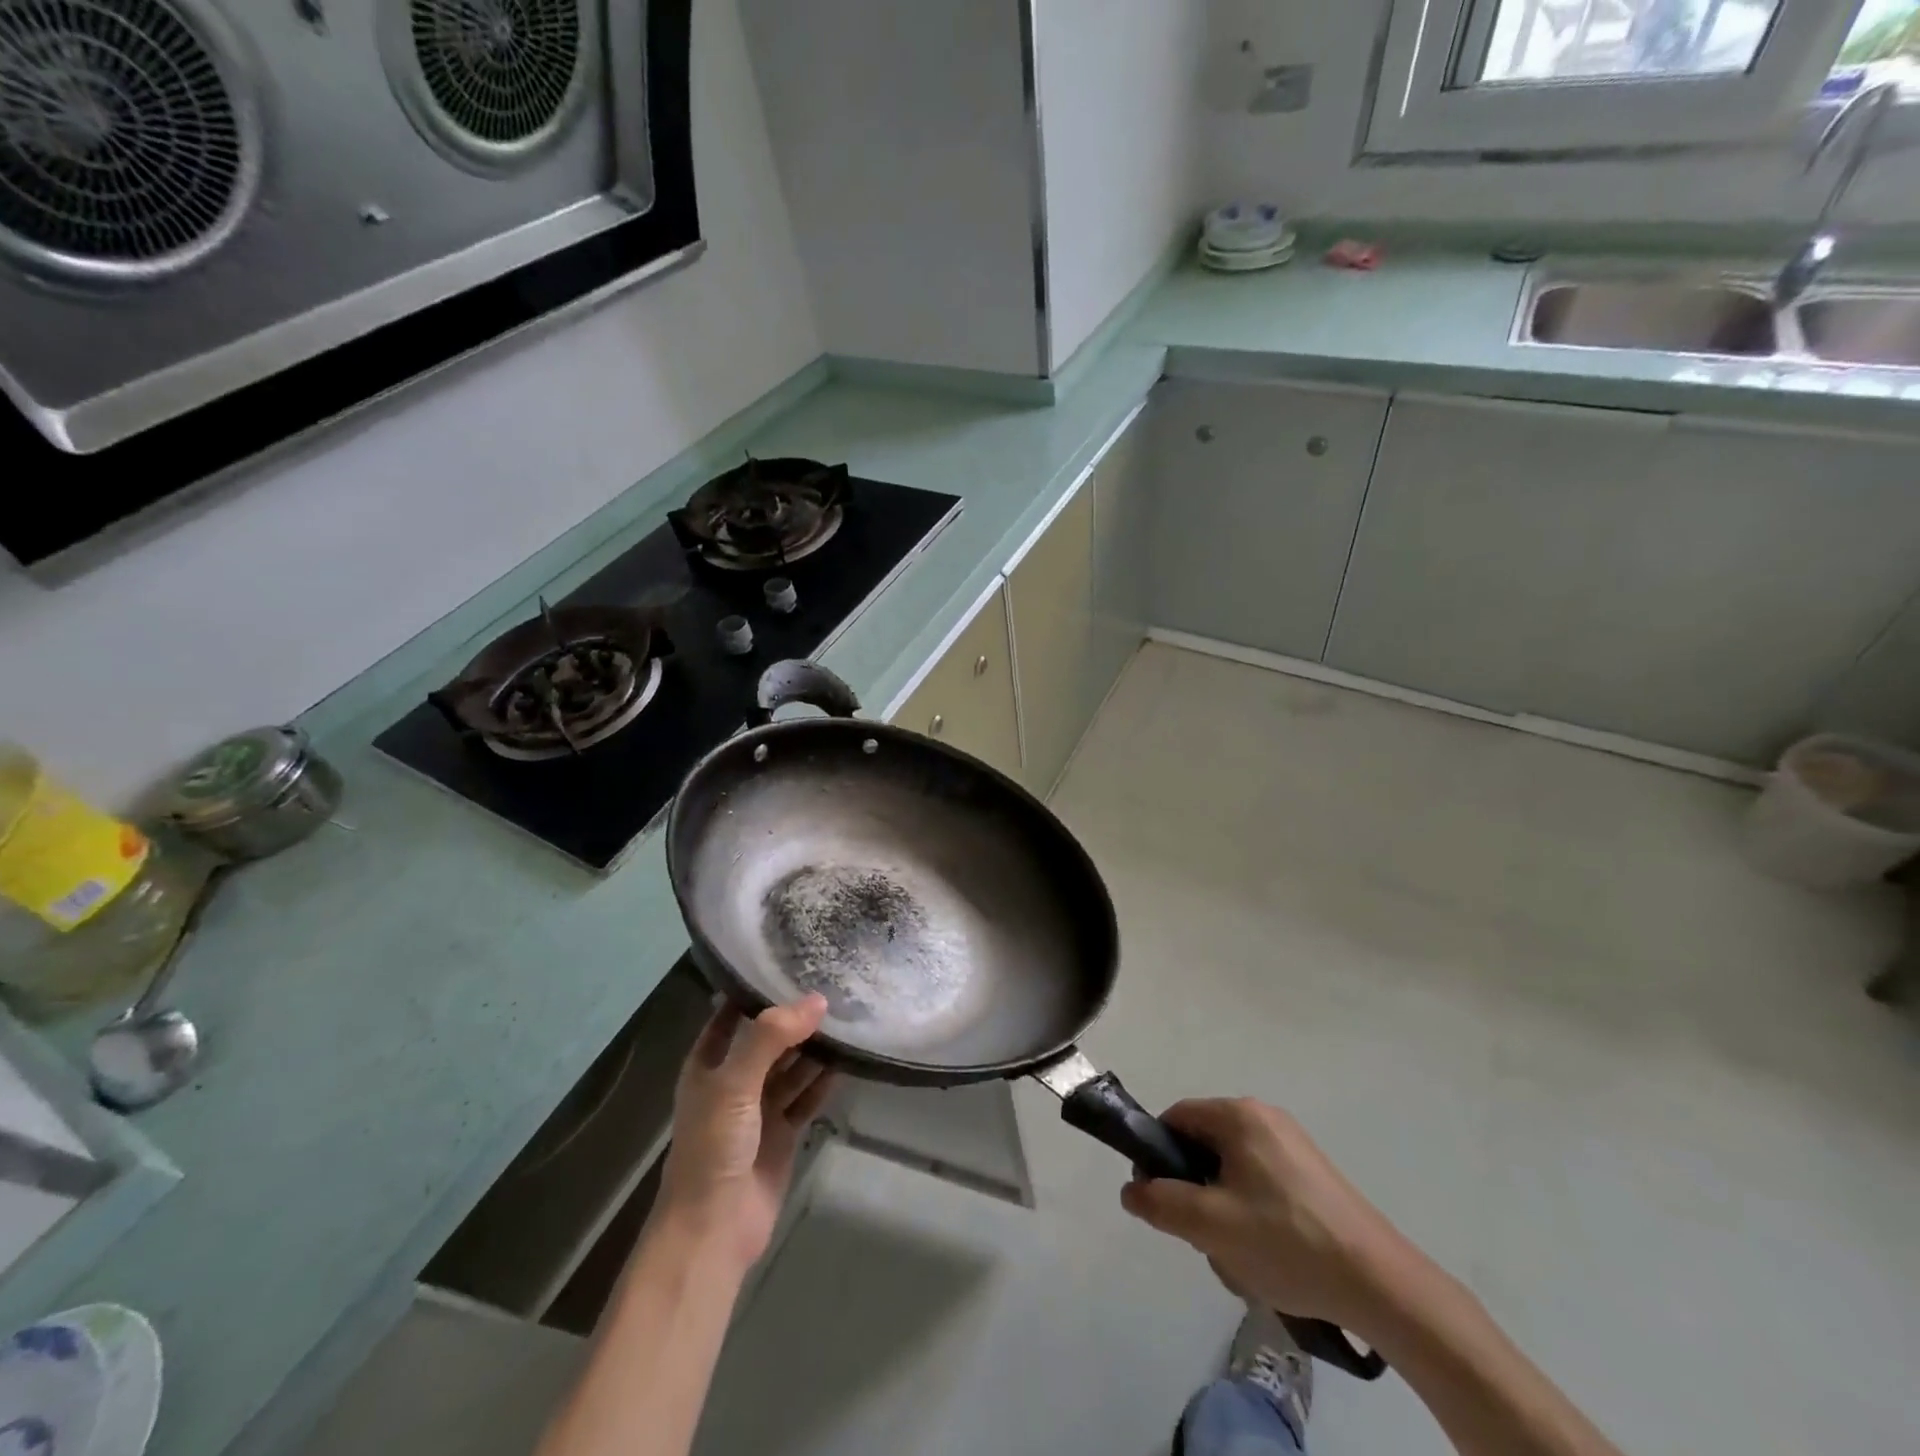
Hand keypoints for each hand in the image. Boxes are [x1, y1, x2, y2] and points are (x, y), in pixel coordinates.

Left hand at [655, 995, 836, 1270]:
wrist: (714, 1230)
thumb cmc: (713, 1147)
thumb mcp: (734, 1083)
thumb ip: (771, 1037)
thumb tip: (817, 999)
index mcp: (709, 1063)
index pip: (732, 1013)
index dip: (757, 990)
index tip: (791, 960)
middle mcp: (735, 1079)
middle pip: (769, 1038)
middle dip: (796, 1016)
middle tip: (834, 984)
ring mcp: (760, 1107)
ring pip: (792, 1065)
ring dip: (815, 1046)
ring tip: (849, 1013)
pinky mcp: (784, 1131)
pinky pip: (808, 1095)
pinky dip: (825, 1079)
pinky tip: (849, 1057)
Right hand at [1119, 1098, 1414, 1333]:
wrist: (1379, 1283)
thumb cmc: (1286, 1241)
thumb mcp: (1210, 1226)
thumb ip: (1160, 1203)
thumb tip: (1131, 1190)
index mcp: (1239, 1115)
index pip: (1176, 1119)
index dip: (1158, 1157)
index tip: (1161, 1200)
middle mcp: (1264, 1118)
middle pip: (1204, 1148)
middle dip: (1196, 1193)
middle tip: (1207, 1236)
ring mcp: (1293, 1146)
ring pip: (1232, 1173)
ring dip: (1225, 1213)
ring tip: (1243, 1256)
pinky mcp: (1313, 1176)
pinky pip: (1261, 1186)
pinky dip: (1254, 1217)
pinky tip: (1270, 1258)